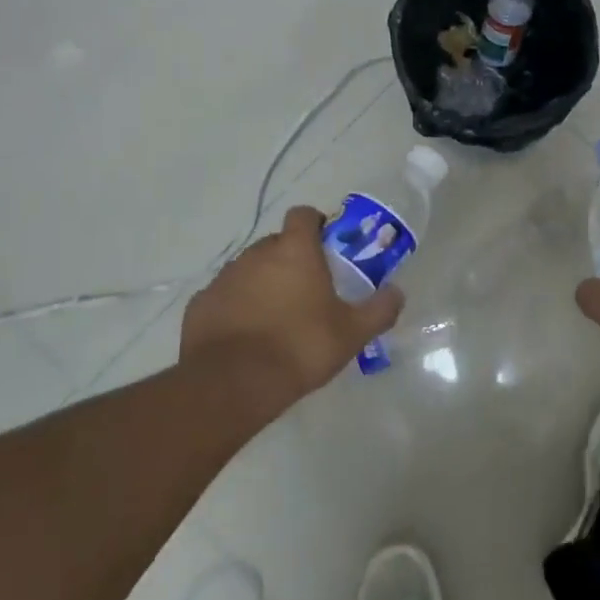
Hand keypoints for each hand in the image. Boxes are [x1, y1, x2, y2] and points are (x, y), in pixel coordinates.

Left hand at [180, 206, 403, 408]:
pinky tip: (246, 335)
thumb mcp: (352, 333)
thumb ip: (379, 309)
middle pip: (277, 243)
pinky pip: (225, 296)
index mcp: (295, 251)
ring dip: (263, 283)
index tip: (326, 246)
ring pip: (249, 269)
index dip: (316, 224)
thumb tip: (397, 293)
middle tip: (308, 289)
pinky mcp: (201, 304)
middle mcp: (257, 254)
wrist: (233, 384)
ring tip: (276, 317)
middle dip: (291, 259)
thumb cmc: (300, 347)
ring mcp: (224, 277)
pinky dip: (236, 306)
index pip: (303, 214)